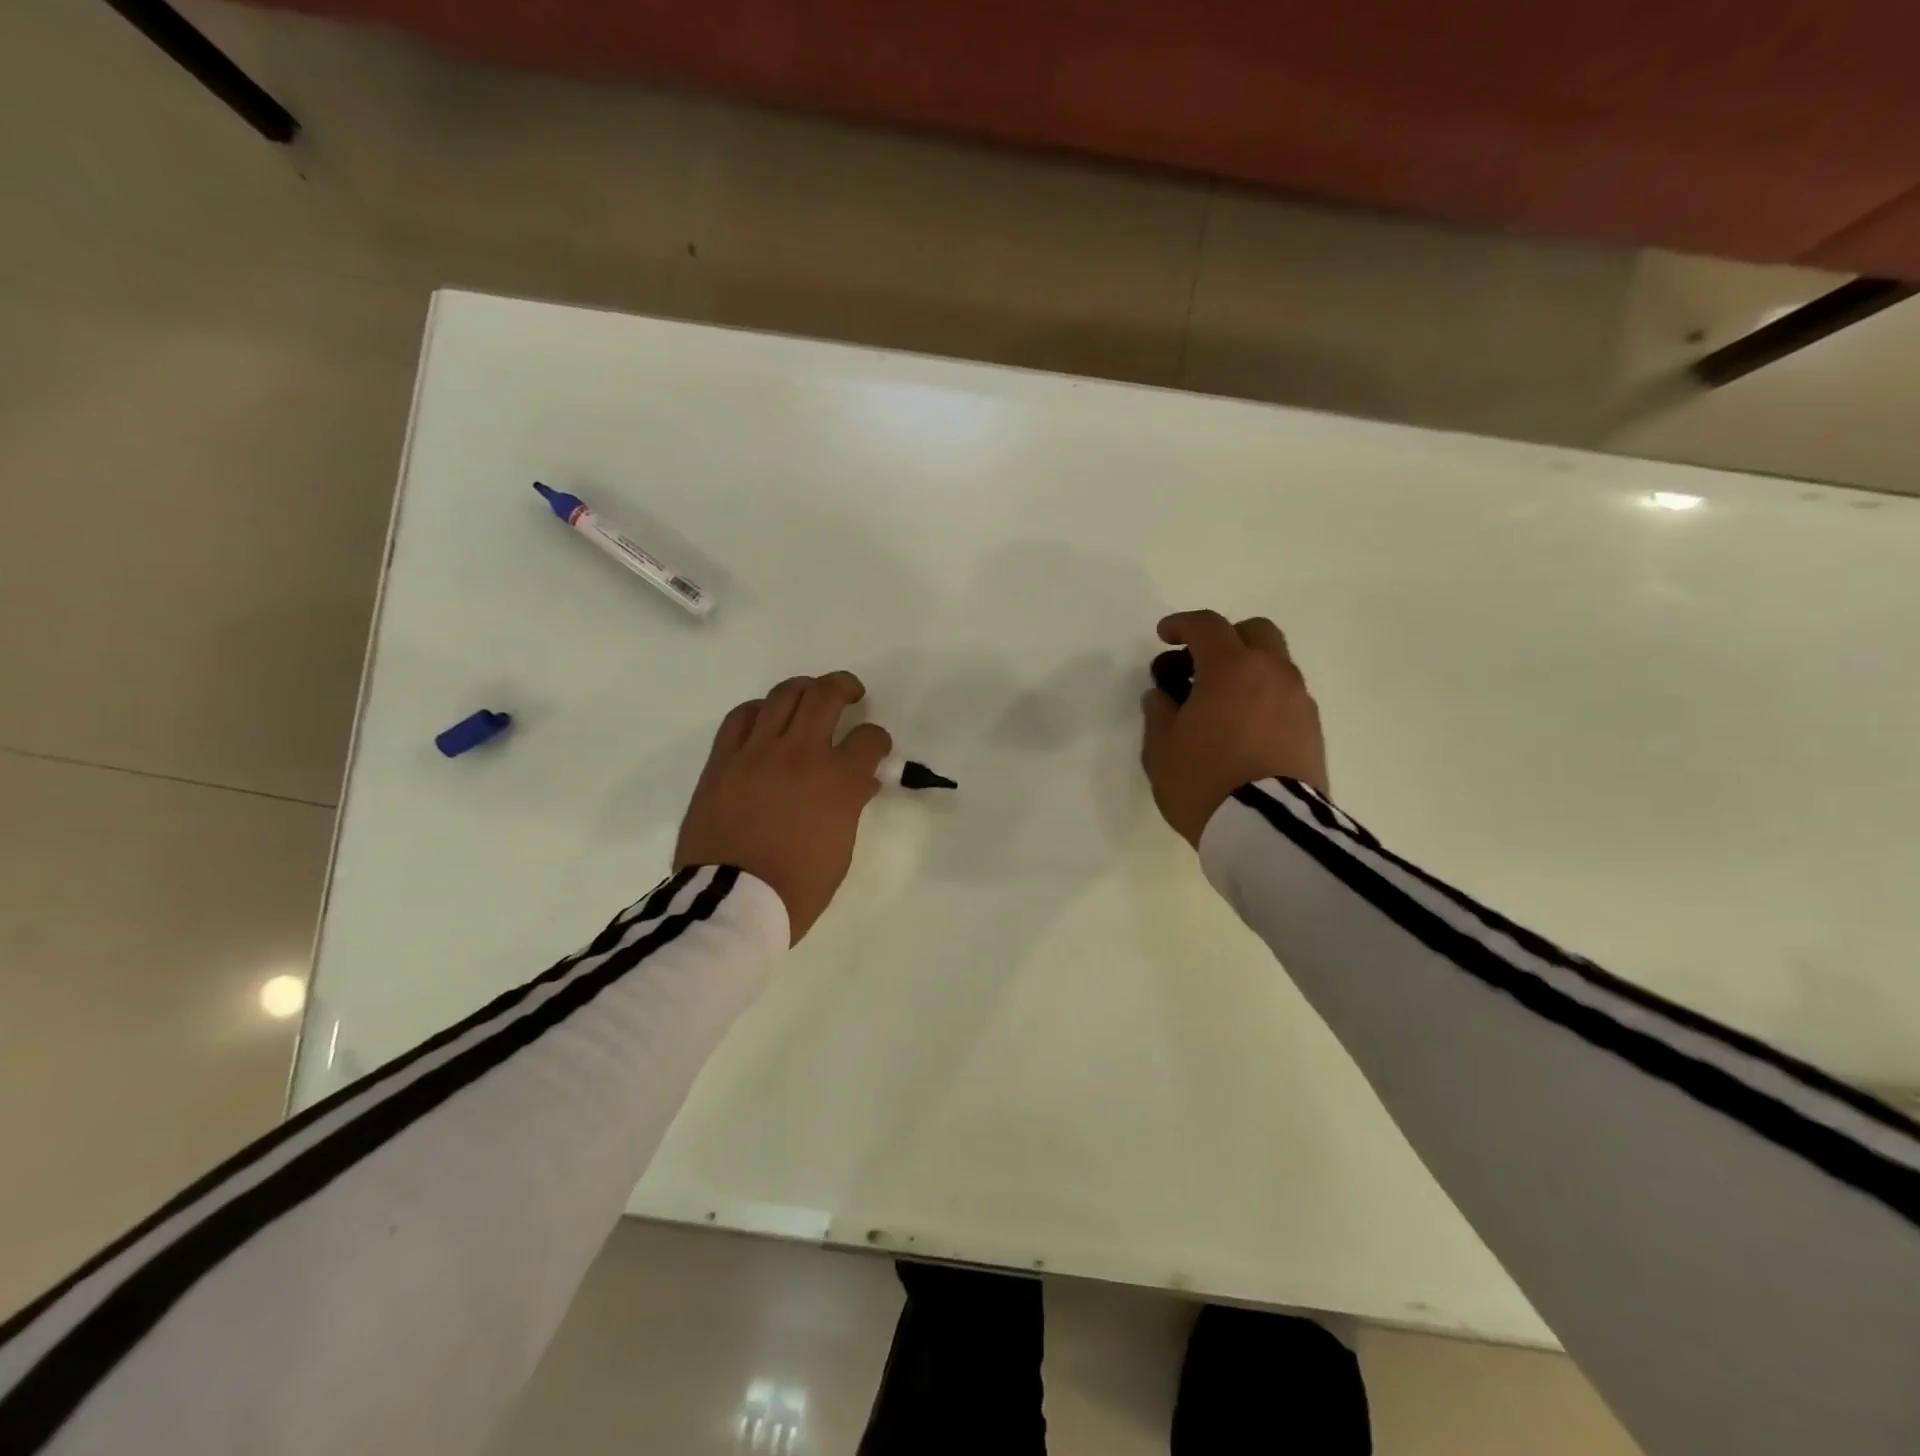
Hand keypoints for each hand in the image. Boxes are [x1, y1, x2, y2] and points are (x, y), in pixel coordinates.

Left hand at [674, 671, 892, 943]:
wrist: (731, 902)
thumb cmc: (797, 887)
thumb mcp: (840, 850)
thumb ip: (850, 807)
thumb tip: (858, 782)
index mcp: (839, 782)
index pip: (869, 739)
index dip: (878, 740)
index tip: (875, 748)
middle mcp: (801, 755)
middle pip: (826, 695)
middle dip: (844, 687)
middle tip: (850, 693)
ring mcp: (757, 752)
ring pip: (783, 695)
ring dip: (803, 690)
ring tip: (808, 697)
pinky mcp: (723, 760)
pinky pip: (741, 717)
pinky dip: (759, 710)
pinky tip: (765, 718)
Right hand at [1140, 610, 1328, 847]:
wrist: (1269, 830)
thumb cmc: (1204, 780)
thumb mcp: (1161, 749)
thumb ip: (1159, 713)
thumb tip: (1164, 696)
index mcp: (1231, 668)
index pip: (1207, 626)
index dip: (1181, 625)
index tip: (1164, 636)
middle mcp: (1272, 673)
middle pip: (1254, 632)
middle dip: (1225, 639)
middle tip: (1199, 666)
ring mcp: (1299, 701)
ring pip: (1274, 665)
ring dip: (1247, 671)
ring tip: (1220, 705)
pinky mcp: (1313, 730)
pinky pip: (1285, 697)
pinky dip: (1263, 698)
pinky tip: (1243, 729)